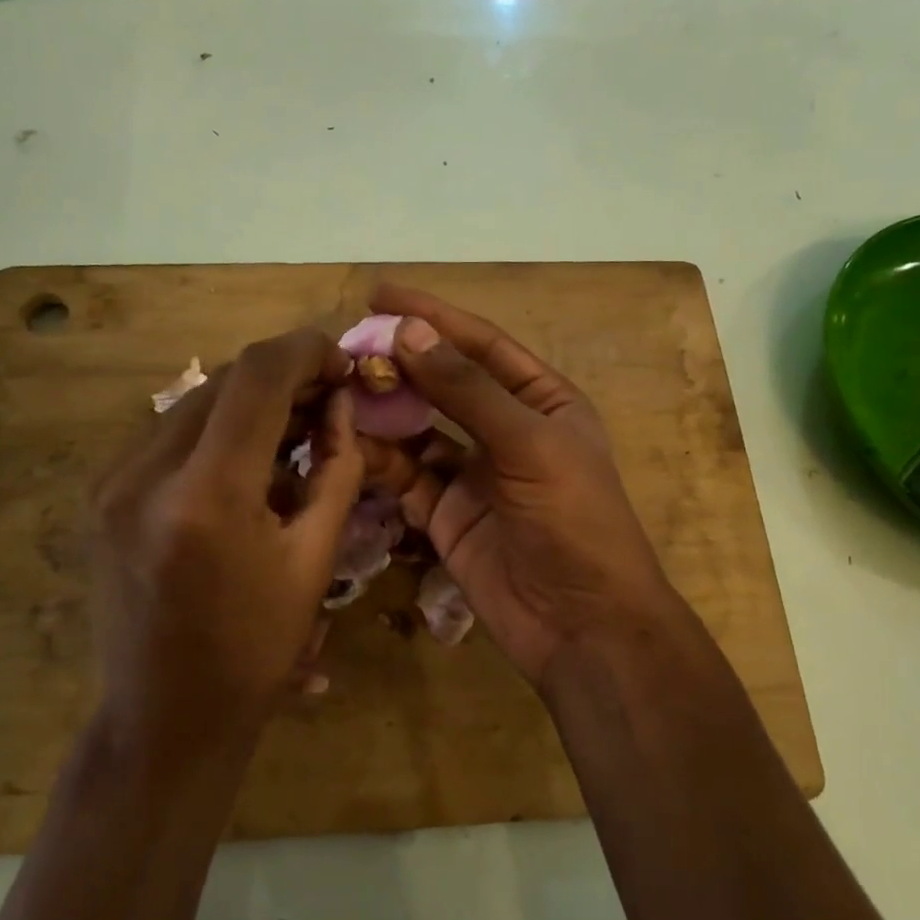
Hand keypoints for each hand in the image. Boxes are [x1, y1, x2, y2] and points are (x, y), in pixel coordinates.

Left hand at [89, 328, 364, 749]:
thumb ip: (336, 470)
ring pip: (195, 403)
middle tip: (329, 401)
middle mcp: (145, 471)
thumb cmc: (254, 650)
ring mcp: (112, 481)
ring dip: (250, 405)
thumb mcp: (314, 561)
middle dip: (284, 378)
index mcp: (207, 494)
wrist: (165, 718)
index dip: (308, 351)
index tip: (344, 362)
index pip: (258, 377)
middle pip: (225, 381)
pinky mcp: (101, 495)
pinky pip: (169, 435)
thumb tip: (342, 406)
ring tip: (294, 434)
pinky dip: (216, 433)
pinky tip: (246, 465)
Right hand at [368, 285, 682, 687]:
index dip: (433, 317)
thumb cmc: (574, 521)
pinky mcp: (445, 516)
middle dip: (399, 365)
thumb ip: (468, 390)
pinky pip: (405, 477)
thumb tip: (409, 334)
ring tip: (338, 390)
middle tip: (345, 348)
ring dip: (382, 412)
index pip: (481, 345)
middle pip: (442, 385)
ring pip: (417, 431)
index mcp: (542, 402)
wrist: (581, 624)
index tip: (380, 294)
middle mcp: (505, 431)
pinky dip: (378, 461)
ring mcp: (472, 475)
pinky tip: (347, 442)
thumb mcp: (530, 444)